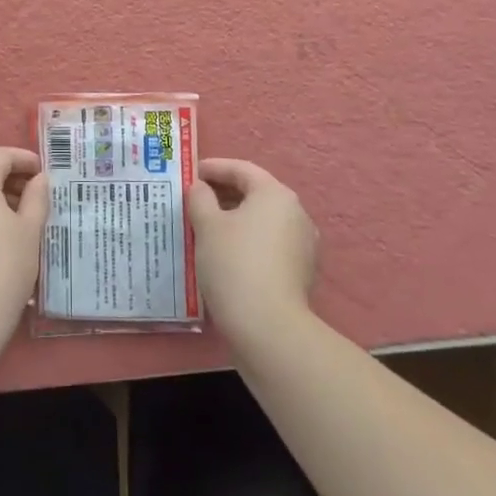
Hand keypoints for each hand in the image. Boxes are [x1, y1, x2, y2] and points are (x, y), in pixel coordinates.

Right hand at [188, 158, 318, 345]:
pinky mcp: (301, 271)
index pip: (242, 169)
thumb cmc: (234, 264)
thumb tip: (201, 189)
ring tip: (207, 227)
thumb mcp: (207, 225)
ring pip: (263, 220)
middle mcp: (296, 213)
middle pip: (255, 193)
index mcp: (275, 194)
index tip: (192, 173)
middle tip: (196, 199)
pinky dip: (248, 240)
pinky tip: (227, 253)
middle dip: (224, 193)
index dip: (214, 167)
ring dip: (236, 218)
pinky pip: (269, 243)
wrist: (268, 327)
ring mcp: (303, 244)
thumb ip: (200, 198)